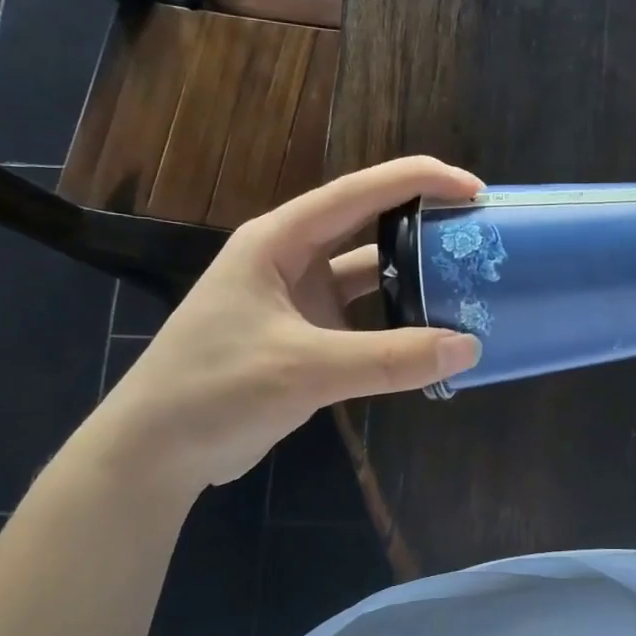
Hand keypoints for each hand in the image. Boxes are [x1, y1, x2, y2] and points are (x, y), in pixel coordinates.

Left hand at [87, 156, 483, 502]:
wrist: (156, 454)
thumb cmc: (213, 391)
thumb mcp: (304, 368)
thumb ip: (389, 359)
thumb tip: (469, 348)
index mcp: (279, 240)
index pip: (358, 193)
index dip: (418, 180)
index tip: (474, 189)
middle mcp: (292, 261)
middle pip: (369, 227)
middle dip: (423, 224)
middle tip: (480, 233)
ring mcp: (300, 302)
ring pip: (371, 278)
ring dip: (415, 280)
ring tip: (470, 283)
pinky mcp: (308, 340)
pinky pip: (366, 322)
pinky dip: (400, 326)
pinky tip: (435, 337)